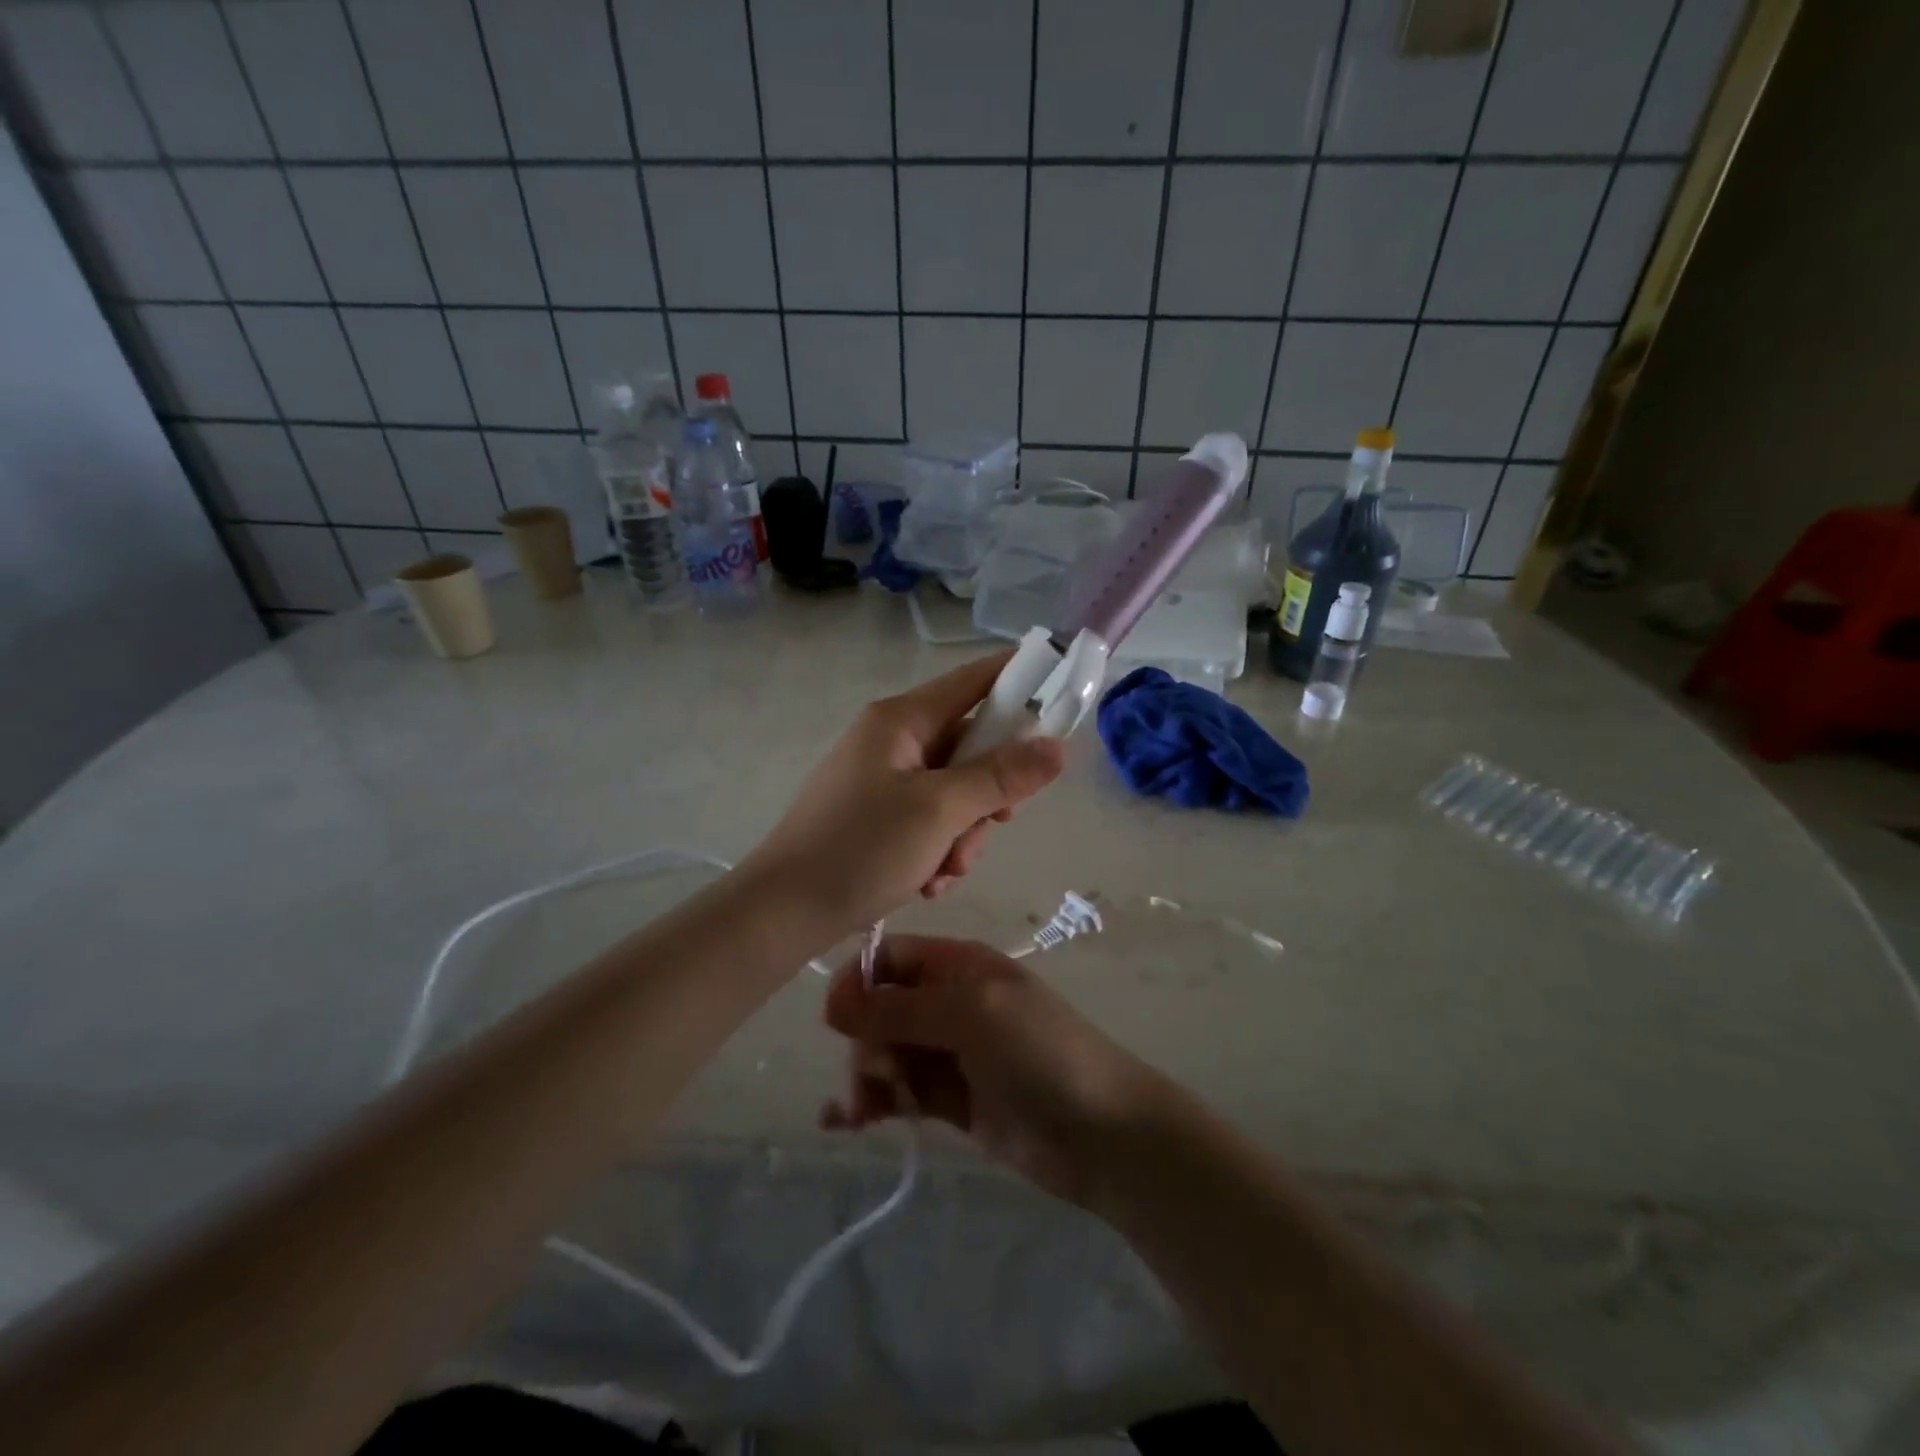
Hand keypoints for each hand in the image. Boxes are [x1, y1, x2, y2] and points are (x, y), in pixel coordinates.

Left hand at [741, 655, 1064, 937]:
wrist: (782, 914)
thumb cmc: (859, 850)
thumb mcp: (939, 811)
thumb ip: (1000, 776)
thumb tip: (1056, 747)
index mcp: (900, 720)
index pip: (974, 680)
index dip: (1021, 680)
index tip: (1063, 693)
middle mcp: (892, 740)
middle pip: (971, 746)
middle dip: (988, 795)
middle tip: (996, 825)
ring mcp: (883, 779)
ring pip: (956, 791)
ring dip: (964, 834)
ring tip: (944, 871)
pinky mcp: (878, 816)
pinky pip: (931, 819)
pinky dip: (939, 849)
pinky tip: (927, 882)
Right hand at [820, 936, 1163, 1207]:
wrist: (1100, 1131)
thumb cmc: (1038, 1051)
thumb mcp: (970, 1014)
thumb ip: (900, 1008)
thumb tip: (832, 1003)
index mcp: (958, 965)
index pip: (891, 957)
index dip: (858, 981)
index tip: (835, 1019)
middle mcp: (950, 1002)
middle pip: (882, 1009)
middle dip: (865, 1038)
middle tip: (876, 1073)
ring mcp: (951, 1052)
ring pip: (887, 1053)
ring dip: (866, 1076)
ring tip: (862, 1111)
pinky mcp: (952, 1100)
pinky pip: (900, 1092)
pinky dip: (872, 1103)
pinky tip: (843, 1122)